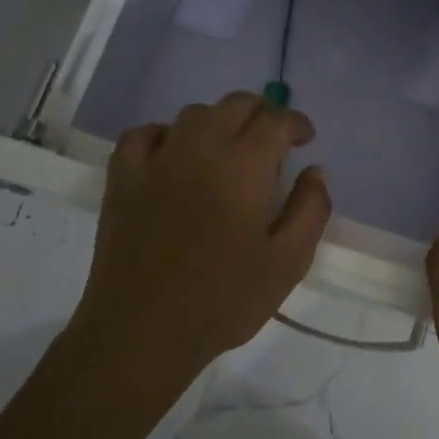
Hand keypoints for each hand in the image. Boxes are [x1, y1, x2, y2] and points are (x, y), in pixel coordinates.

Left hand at [71, 91, 331, 386]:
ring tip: (230, 147)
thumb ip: (311, 210)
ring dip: (219, 121)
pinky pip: (143, 135)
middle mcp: (199, 149)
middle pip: (234, 106)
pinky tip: (174, 154)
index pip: (275, 121)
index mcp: (243, 166)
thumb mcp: (288, 262)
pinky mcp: (123, 180)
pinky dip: (166, 134)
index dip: (296, 123)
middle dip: (262, 113)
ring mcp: (155, 161)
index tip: (306, 139)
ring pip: (192, 115)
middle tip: (274, 138)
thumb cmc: (224, 300)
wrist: (143, 332)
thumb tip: (316, 171)